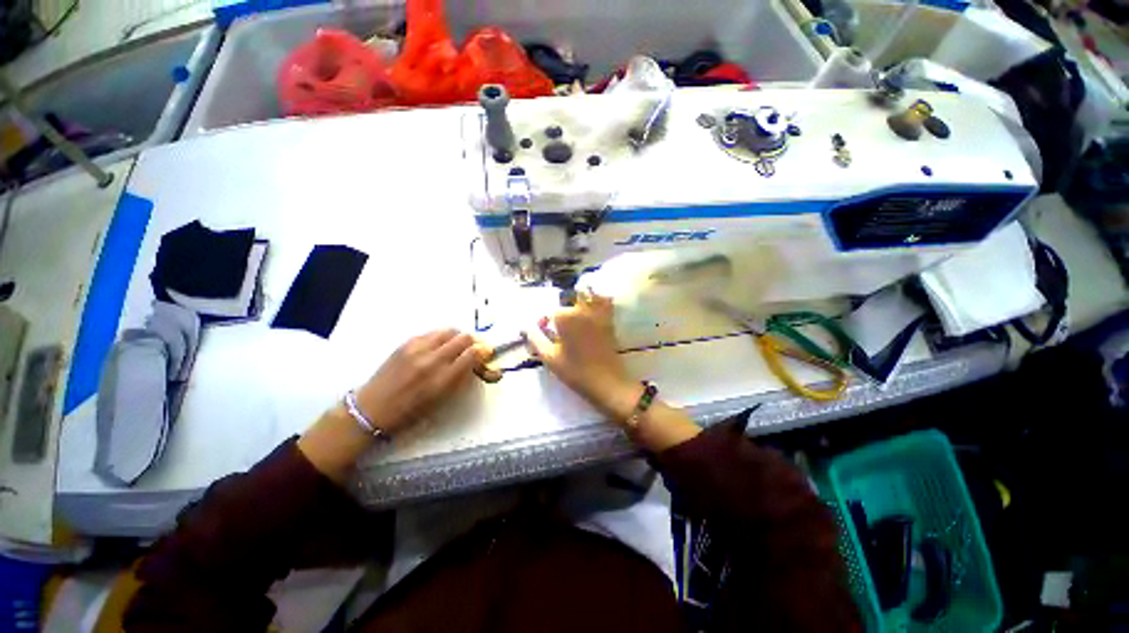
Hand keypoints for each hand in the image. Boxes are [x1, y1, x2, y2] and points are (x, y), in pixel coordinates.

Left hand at [300, 330, 489, 482]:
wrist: (372, 409)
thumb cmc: (410, 413)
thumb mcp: (442, 401)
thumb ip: (462, 379)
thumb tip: (478, 362)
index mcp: (443, 380)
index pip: (473, 354)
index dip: (484, 352)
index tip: (486, 354)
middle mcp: (432, 360)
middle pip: (464, 338)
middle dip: (473, 343)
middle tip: (472, 351)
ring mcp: (418, 348)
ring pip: (449, 331)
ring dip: (457, 338)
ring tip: (455, 348)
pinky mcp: (407, 343)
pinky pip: (433, 333)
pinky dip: (441, 338)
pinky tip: (437, 348)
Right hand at [524, 292, 642, 421]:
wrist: (606, 381)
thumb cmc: (575, 371)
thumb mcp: (549, 357)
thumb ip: (535, 339)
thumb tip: (525, 326)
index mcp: (564, 317)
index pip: (551, 310)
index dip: (548, 320)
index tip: (547, 331)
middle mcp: (581, 309)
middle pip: (570, 295)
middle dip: (565, 302)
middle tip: (563, 321)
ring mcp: (598, 313)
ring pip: (588, 293)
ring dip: (582, 295)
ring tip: (577, 307)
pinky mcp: (610, 319)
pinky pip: (605, 301)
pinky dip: (600, 299)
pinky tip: (595, 306)